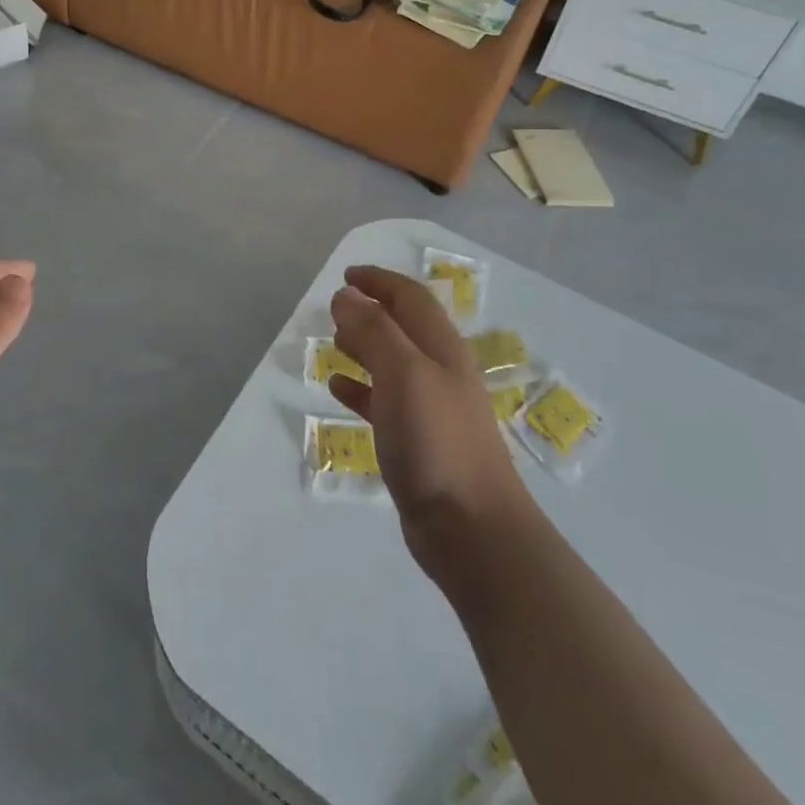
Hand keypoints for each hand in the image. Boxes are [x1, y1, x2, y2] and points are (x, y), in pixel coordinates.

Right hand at [328, 266, 530, 577]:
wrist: (472, 530)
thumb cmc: (437, 440)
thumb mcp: (403, 373)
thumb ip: (374, 330)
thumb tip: (346, 295)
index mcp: (442, 348)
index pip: (411, 298)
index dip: (380, 281)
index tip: (346, 275)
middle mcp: (438, 372)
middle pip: (403, 328)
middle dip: (371, 311)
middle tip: (335, 308)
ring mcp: (430, 409)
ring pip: (391, 364)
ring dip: (364, 347)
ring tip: (333, 341)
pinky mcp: (417, 443)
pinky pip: (382, 402)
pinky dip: (359, 388)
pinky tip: (337, 388)